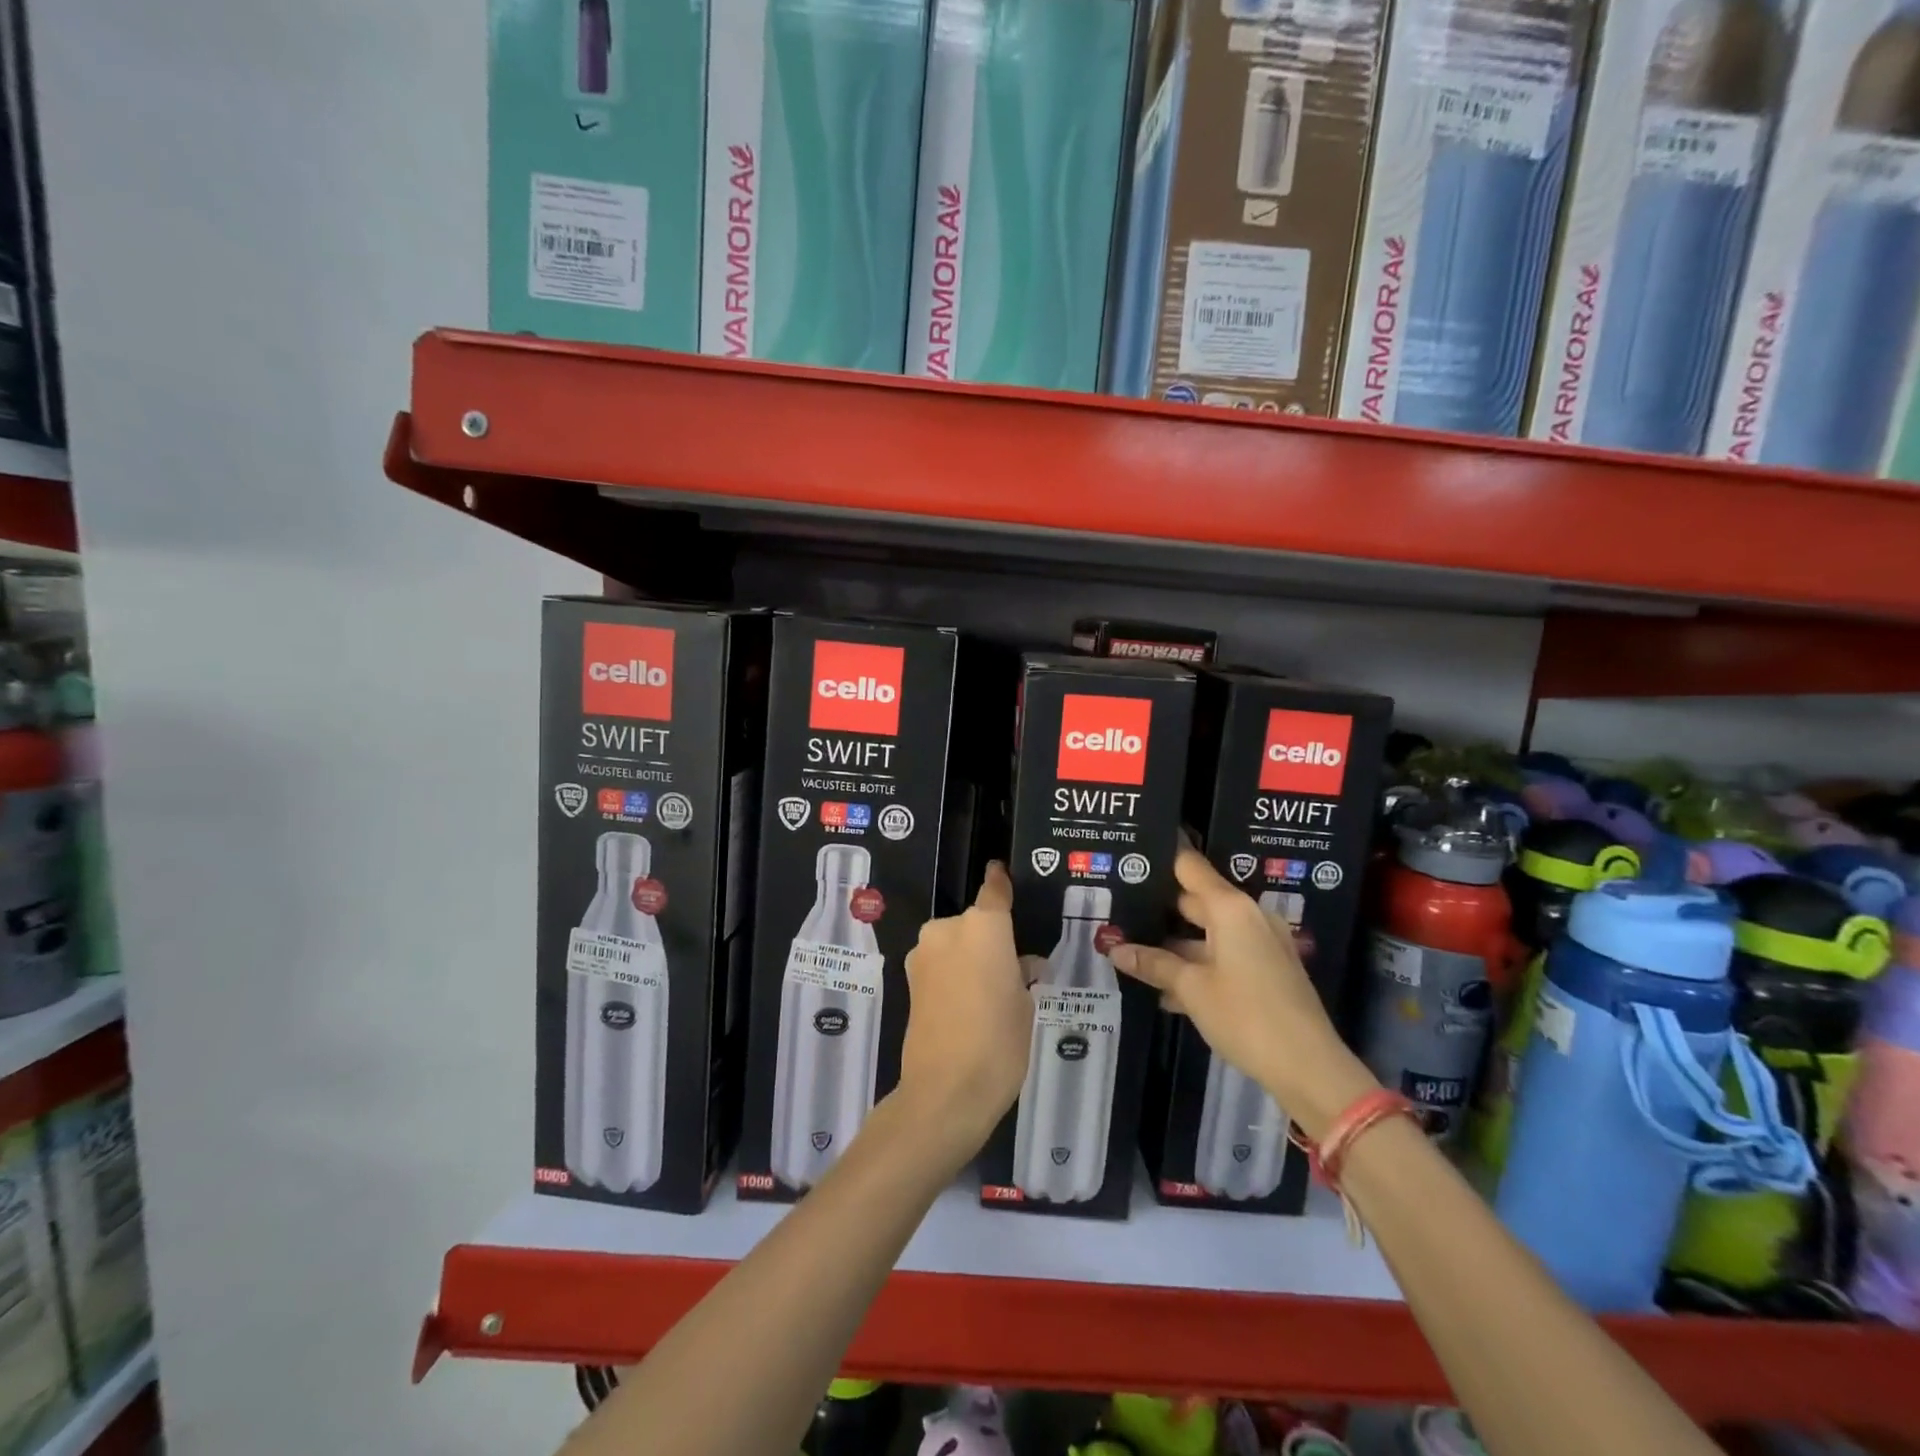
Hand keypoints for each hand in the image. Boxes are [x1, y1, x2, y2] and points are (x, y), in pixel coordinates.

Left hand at [893, 863, 1033, 1165]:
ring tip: (991, 991)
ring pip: (955, 943)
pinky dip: (954, 973)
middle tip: (1012, 967)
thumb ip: (1020, 974)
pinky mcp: (909, 979)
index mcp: (983, 927)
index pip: (994, 891)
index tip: (1001, 872)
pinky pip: (940, 964)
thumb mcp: (1024, 1005)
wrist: (945, 1090)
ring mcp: (924, 954)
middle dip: (990, 939)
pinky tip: (969, 1004)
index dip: (1000, 881)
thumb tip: (1019, 965)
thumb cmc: (999, 1042)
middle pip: (974, 922)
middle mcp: (948, 929)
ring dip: (970, 957)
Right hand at [1109, 849, 1377, 1139]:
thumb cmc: (1246, 1016)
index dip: (1160, 860)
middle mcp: (1248, 917)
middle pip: (1196, 900)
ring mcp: (1261, 944)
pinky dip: (1197, 964)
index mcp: (1231, 908)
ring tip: (1130, 948)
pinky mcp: (1266, 971)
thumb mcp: (1192, 989)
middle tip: (1119, 908)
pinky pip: (1223, 955)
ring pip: (1207, 933)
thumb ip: (1154, 964)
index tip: (1130, 858)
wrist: (1309, 1068)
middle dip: (1159, 908)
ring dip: (1175, 944)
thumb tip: (1114, 948)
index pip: (1190, 867)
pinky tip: (1165, 988)